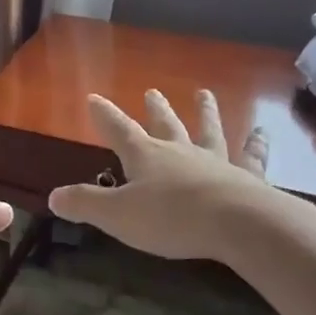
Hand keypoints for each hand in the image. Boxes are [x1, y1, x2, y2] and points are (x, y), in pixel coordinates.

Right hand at [48, 89, 272, 261]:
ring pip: (207, 130)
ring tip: (205, 93)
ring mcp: (215, 161)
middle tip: (153, 91)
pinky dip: (256, 145)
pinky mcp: (246, 177)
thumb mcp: (118, 216)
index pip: (118, 129)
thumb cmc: (171, 218)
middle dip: (155, 109)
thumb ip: (86, 204)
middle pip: (165, 124)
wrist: (236, 223)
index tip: (94, 98)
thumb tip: (53, 197)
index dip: (104, 115)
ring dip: (205, 112)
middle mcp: (179, 151)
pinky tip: (262, 134)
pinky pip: (251, 157)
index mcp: (145, 156)